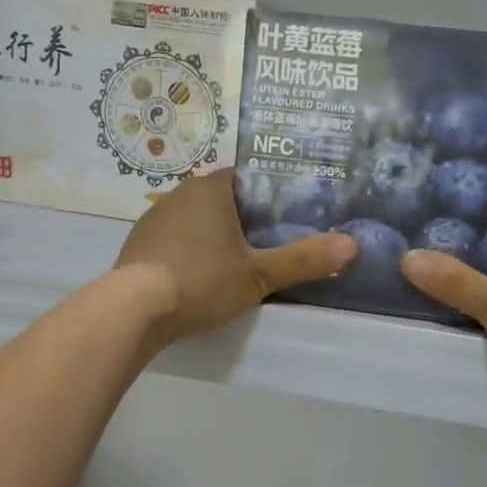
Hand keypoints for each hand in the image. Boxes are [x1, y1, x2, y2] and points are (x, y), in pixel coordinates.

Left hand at [113, 169, 356, 345]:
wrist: (133, 310)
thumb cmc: (201, 281)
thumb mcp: (258, 275)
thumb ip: (304, 260)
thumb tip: (353, 245)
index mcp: (211, 189)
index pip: (250, 177)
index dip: (274, 192)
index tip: (294, 211)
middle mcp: (181, 193)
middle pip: (225, 197)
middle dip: (248, 216)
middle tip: (276, 238)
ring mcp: (156, 217)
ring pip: (199, 218)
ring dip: (218, 233)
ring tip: (242, 257)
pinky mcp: (140, 243)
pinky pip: (177, 238)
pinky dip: (193, 248)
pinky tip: (202, 272)